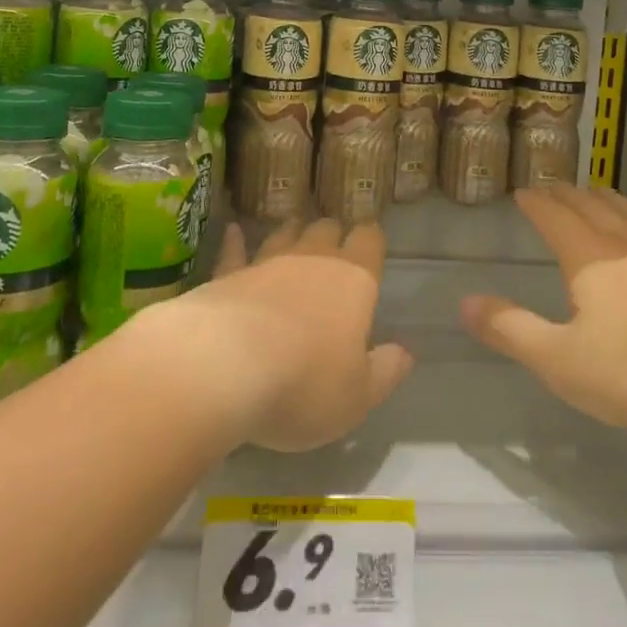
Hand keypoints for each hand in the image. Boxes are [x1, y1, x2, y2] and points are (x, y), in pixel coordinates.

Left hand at [144, 218, 413, 452]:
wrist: (221, 367)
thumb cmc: (303, 384)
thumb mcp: (357, 396)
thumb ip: (384, 372)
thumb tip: (404, 352)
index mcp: (353, 281)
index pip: (369, 240)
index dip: (370, 239)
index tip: (369, 243)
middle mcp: (312, 259)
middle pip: (326, 229)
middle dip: (332, 234)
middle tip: (333, 246)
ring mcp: (266, 262)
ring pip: (285, 234)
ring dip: (292, 233)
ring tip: (295, 232)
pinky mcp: (227, 275)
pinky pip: (235, 251)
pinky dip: (236, 242)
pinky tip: (233, 231)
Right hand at [461, 185, 626, 439]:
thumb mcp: (560, 360)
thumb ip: (511, 330)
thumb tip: (465, 303)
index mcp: (588, 255)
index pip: (554, 215)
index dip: (536, 202)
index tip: (523, 192)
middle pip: (591, 204)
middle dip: (567, 194)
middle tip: (553, 189)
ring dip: (606, 200)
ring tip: (596, 196)